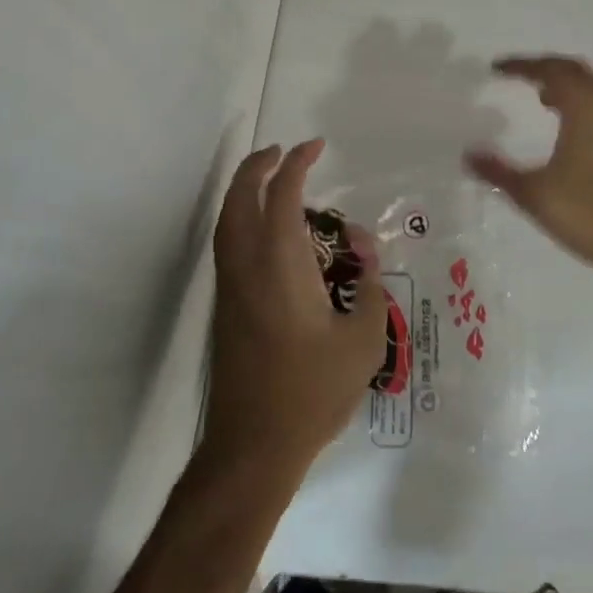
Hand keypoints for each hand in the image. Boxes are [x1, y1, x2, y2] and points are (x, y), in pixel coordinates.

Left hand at [202, 140, 387, 476]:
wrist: (253, 446)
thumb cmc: (312, 391)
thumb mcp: (363, 339)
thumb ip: (368, 286)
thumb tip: (363, 250)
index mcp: (280, 265)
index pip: (282, 195)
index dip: (297, 164)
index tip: (315, 146)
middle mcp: (247, 266)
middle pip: (238, 199)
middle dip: (257, 167)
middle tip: (281, 151)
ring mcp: (230, 288)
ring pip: (226, 222)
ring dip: (244, 191)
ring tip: (271, 181)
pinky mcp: (225, 308)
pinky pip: (228, 244)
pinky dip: (241, 219)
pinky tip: (268, 233)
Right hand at [466, 56, 592, 291]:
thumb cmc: (590, 215)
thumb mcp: (535, 195)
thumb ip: (498, 172)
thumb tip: (468, 154)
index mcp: (587, 107)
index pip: (551, 70)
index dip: (522, 65)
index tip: (497, 68)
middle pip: (576, 71)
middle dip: (547, 69)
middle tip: (520, 76)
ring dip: (568, 87)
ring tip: (542, 100)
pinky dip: (584, 105)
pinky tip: (572, 132)